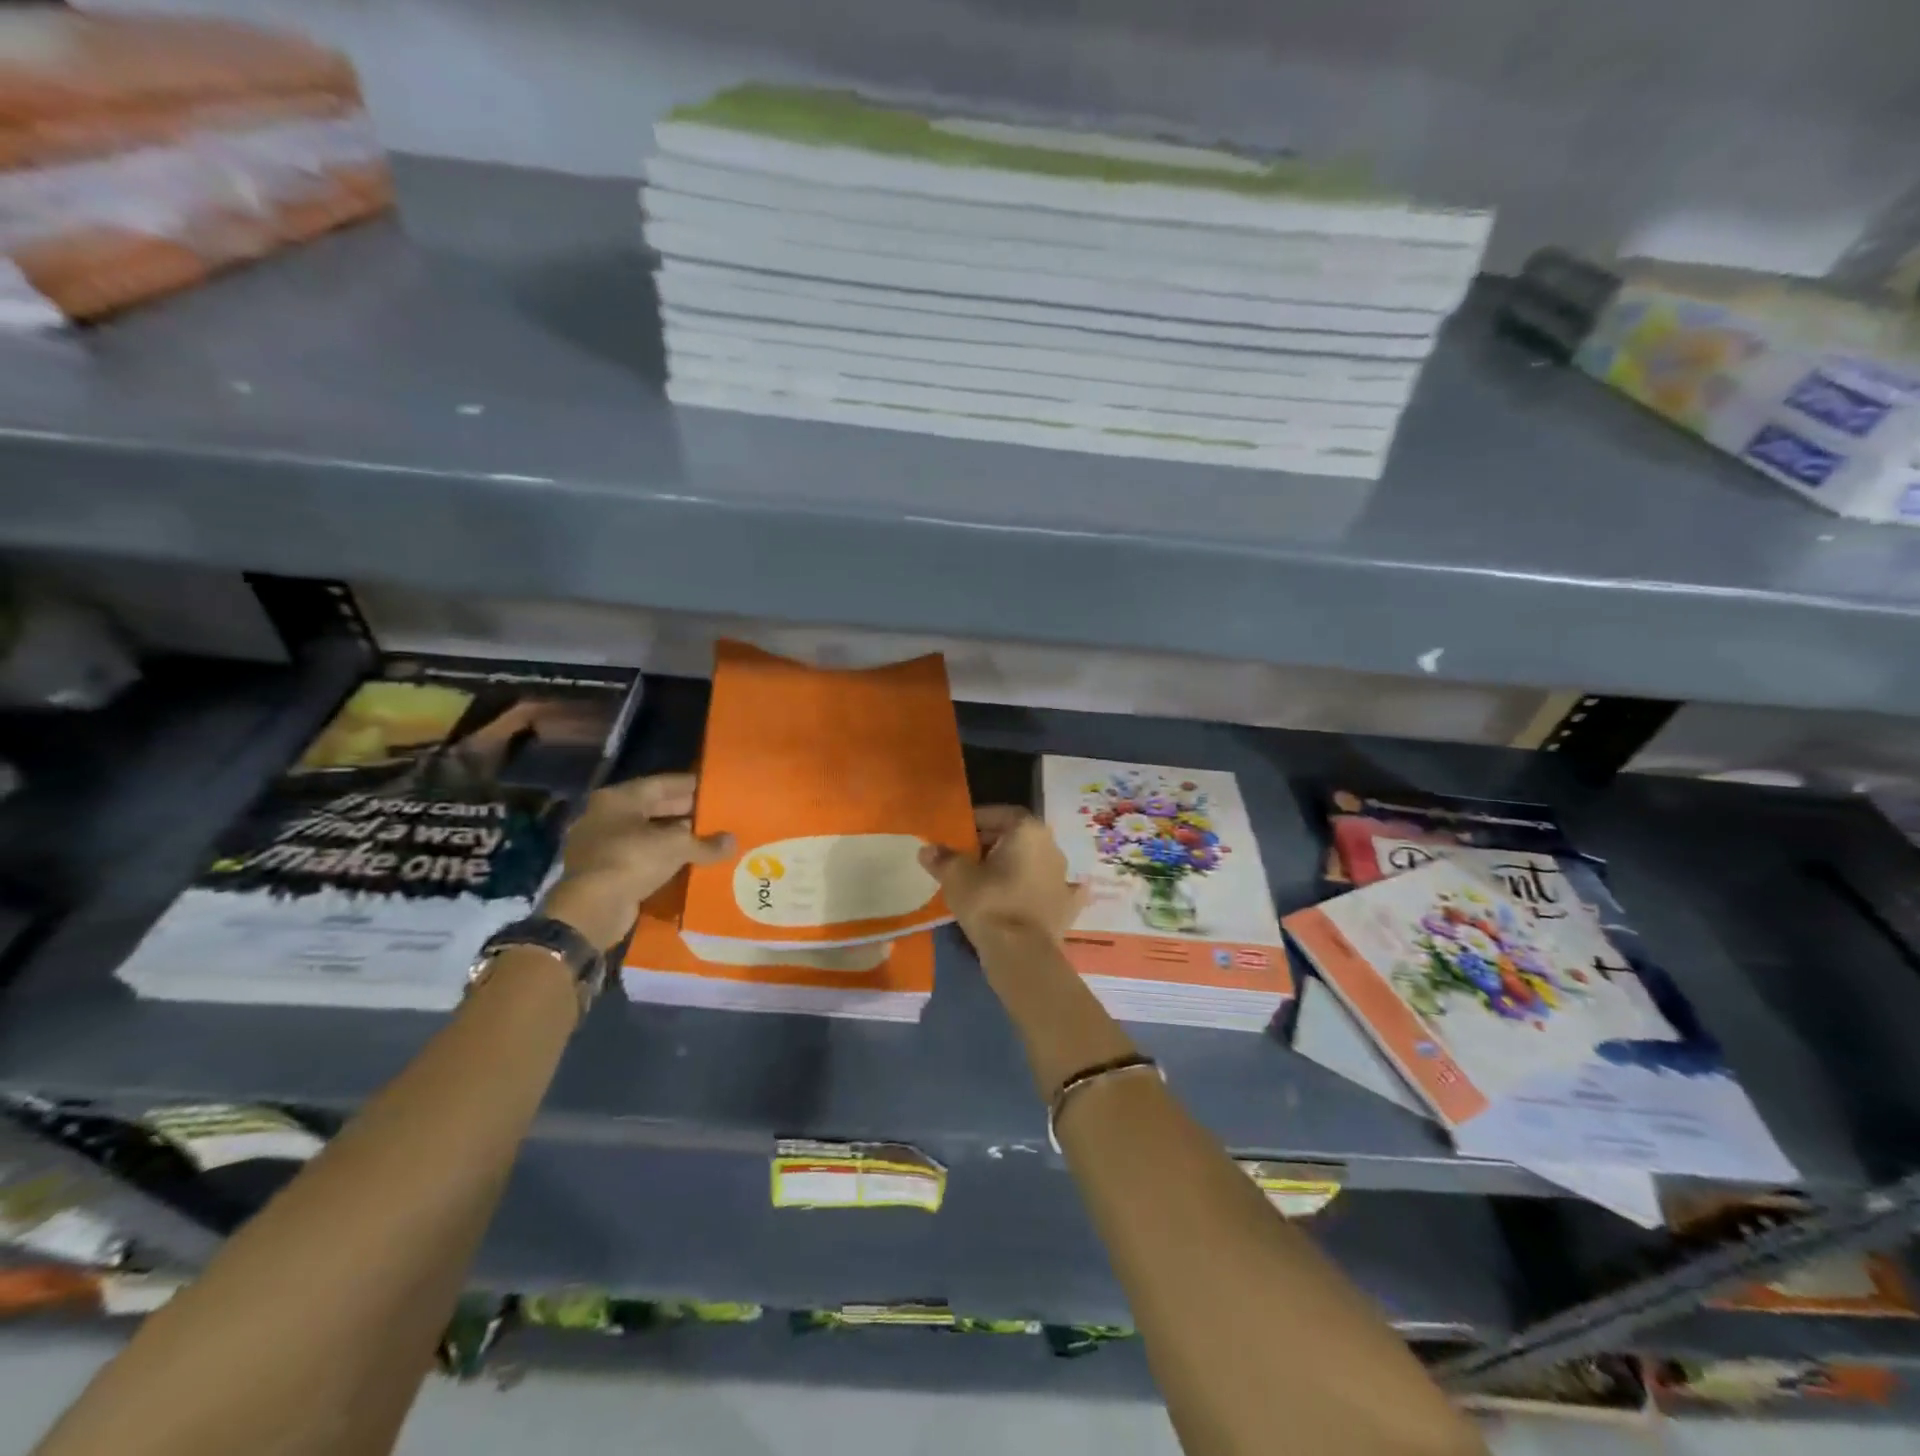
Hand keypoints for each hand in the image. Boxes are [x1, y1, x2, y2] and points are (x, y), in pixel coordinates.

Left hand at [540, 773, 732, 947]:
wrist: (592, 909)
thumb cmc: (632, 860)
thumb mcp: (677, 846)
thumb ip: (706, 843)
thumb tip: (732, 842)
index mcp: (618, 798)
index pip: (660, 784)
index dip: (689, 785)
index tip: (713, 788)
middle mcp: (606, 816)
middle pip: (652, 808)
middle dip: (684, 812)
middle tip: (714, 814)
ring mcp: (601, 845)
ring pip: (647, 835)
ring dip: (674, 838)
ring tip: (706, 839)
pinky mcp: (604, 872)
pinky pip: (640, 858)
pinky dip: (662, 858)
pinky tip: (687, 862)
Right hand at [919, 806, 1086, 945]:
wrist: (1022, 954)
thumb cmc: (989, 903)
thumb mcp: (956, 877)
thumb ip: (942, 858)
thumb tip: (927, 849)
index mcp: (1028, 831)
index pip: (1002, 814)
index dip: (979, 820)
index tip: (960, 833)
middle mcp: (1052, 847)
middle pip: (1019, 837)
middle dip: (994, 844)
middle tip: (968, 857)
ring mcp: (1063, 877)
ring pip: (1034, 862)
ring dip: (1015, 866)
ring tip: (988, 880)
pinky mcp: (1067, 906)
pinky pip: (1052, 890)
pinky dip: (1040, 890)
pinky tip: (1031, 896)